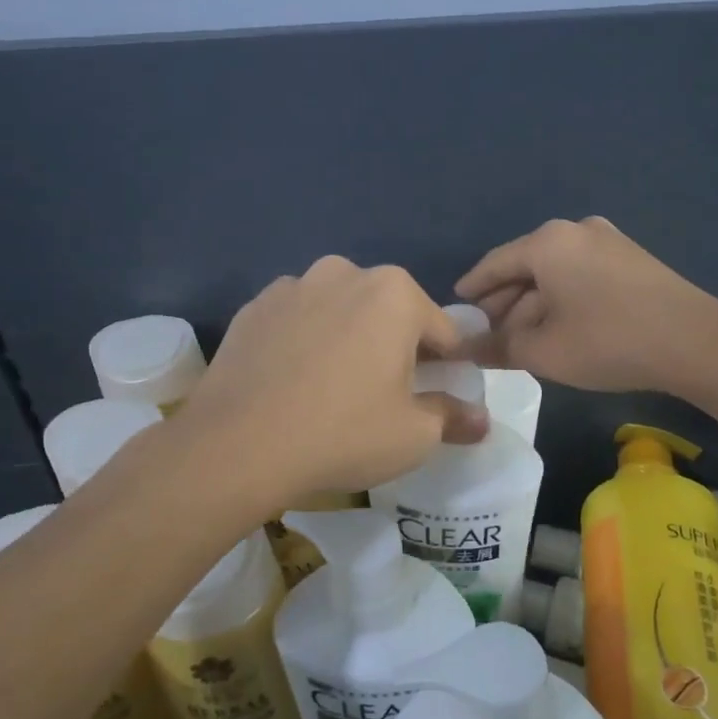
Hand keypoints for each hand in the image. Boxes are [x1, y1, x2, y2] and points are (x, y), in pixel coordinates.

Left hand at [182, 257, 488, 506]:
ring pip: (340, 311)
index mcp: (395, 293)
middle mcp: (345, 273)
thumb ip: (453, 418)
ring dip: (347, 338)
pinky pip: (297, 320)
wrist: (236, 445)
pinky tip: (293, 382)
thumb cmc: (342, 433)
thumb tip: (481, 420)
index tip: (438, 396)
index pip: (442, 330)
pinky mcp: (254, 307)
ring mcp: (293, 286)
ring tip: (332, 387)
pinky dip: (305, 342)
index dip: (447, 366)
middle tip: (383, 396)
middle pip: (389, 313)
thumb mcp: (413, 435)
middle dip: (395, 347)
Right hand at [455, 217, 717, 392]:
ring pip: (553, 272)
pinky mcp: (629, 258)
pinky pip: (579, 274)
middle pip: (524, 266)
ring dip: (532, 304)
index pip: (494, 264)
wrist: (696, 343)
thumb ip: (498, 347)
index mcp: (547, 242)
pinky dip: (560, 298)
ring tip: (518, 338)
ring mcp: (607, 240)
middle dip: (503, 302)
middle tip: (485, 333)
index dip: (472, 289)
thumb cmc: (608, 342)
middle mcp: (574, 230)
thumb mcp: (544, 351)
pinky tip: (556, 326)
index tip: (456, 308)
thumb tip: (467, 349)